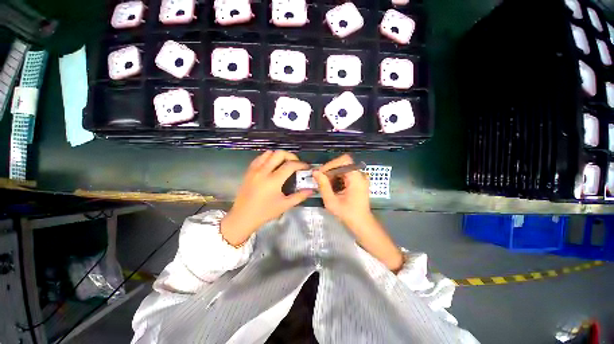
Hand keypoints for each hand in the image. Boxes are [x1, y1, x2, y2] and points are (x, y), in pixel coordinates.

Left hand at [221, 150, 311, 245]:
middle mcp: (263, 171)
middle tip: (296, 164)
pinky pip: (260, 158)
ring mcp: (254, 170)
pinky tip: (272, 165)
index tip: (306, 167)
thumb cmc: (265, 212)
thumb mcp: (284, 205)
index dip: (301, 164)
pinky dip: (268, 157)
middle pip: (279, 154)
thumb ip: (299, 196)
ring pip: (268, 153)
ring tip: (284, 163)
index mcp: (273, 180)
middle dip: (291, 156)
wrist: (242, 217)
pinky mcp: (249, 171)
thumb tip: (312, 190)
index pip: (290, 165)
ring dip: (279, 155)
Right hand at [312, 154, 371, 227]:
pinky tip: (332, 187)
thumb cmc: (347, 214)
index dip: (331, 164)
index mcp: (356, 178)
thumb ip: (323, 185)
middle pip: (343, 164)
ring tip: (325, 185)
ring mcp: (360, 178)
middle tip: (319, 180)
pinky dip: (337, 178)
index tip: (320, 173)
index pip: (344, 161)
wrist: (361, 223)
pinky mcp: (358, 181)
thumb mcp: (332, 201)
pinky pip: (345, 174)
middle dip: (329, 170)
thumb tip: (315, 172)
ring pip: (343, 168)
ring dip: (332, 174)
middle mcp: (360, 175)